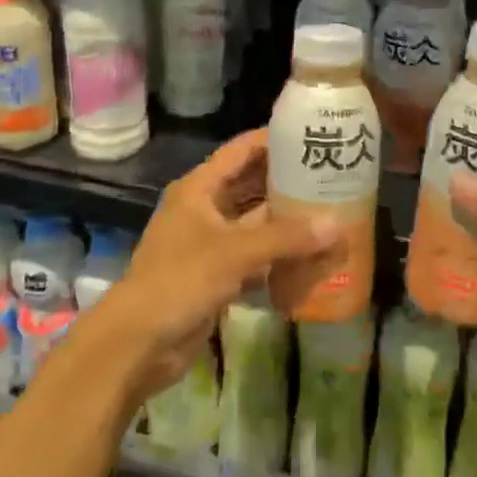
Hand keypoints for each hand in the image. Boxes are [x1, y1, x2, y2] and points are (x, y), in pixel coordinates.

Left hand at [96, 129, 335, 400]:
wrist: (138, 342)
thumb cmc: (181, 279)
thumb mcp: (235, 252)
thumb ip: (286, 238)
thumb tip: (337, 225)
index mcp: (199, 188)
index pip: (241, 151)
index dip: (272, 140)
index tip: (310, 134)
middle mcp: (204, 209)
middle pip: (250, 185)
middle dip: (286, 181)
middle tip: (330, 175)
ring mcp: (209, 244)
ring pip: (254, 224)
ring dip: (285, 222)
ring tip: (330, 211)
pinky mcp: (215, 276)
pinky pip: (253, 258)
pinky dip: (278, 257)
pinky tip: (311, 257)